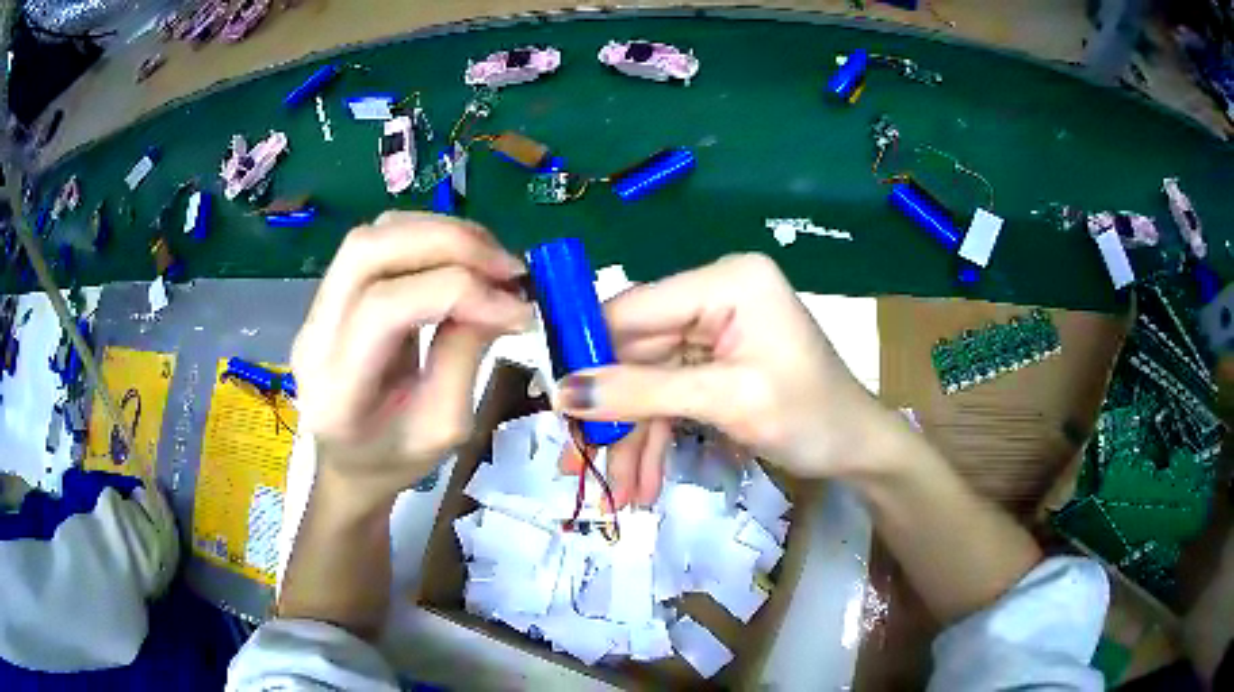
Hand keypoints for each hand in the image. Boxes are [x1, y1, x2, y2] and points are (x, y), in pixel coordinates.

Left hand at [291, 213, 530, 502]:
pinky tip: (464, 260)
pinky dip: (430, 238)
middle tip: (507, 268)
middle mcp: (314, 336)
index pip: (384, 309)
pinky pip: (380, 243)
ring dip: (442, 234)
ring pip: (373, 236)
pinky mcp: (331, 293)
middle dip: (448, 243)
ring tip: (492, 261)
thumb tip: (502, 297)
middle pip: (367, 251)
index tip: (518, 308)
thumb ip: (464, 357)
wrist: (349, 464)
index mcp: (337, 390)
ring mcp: (316, 309)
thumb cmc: (394, 461)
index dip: (458, 293)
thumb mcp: (443, 429)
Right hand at [555, 253, 904, 506]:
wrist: (858, 451)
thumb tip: (562, 393)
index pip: (635, 307)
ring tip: (616, 492)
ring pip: (648, 382)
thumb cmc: (811, 417)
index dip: (589, 351)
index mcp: (726, 281)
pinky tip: (643, 480)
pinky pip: (670, 396)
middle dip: (611, 414)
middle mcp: (715, 296)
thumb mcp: (727, 403)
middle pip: (636, 351)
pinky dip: (656, 437)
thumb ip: (643, 393)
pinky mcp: (714, 363)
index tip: (554, 401)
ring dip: (632, 437)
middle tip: (577, 463)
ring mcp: (714, 331)